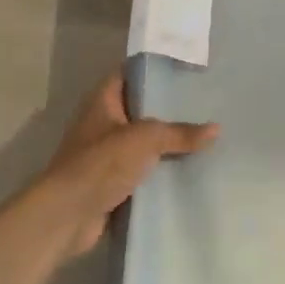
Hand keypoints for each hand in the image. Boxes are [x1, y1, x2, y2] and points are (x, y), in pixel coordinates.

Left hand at [32, 73, 217, 258]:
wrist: (68, 215)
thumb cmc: (101, 163)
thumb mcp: (146, 139)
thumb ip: (180, 133)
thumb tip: (216, 129)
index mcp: (103, 100)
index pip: (131, 72)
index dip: (155, 68)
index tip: (186, 69)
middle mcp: (103, 122)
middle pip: (140, 107)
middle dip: (169, 107)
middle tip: (205, 102)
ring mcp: (106, 153)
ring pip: (144, 141)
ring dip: (167, 142)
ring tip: (205, 134)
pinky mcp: (112, 181)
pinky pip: (143, 169)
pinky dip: (161, 170)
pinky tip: (190, 168)